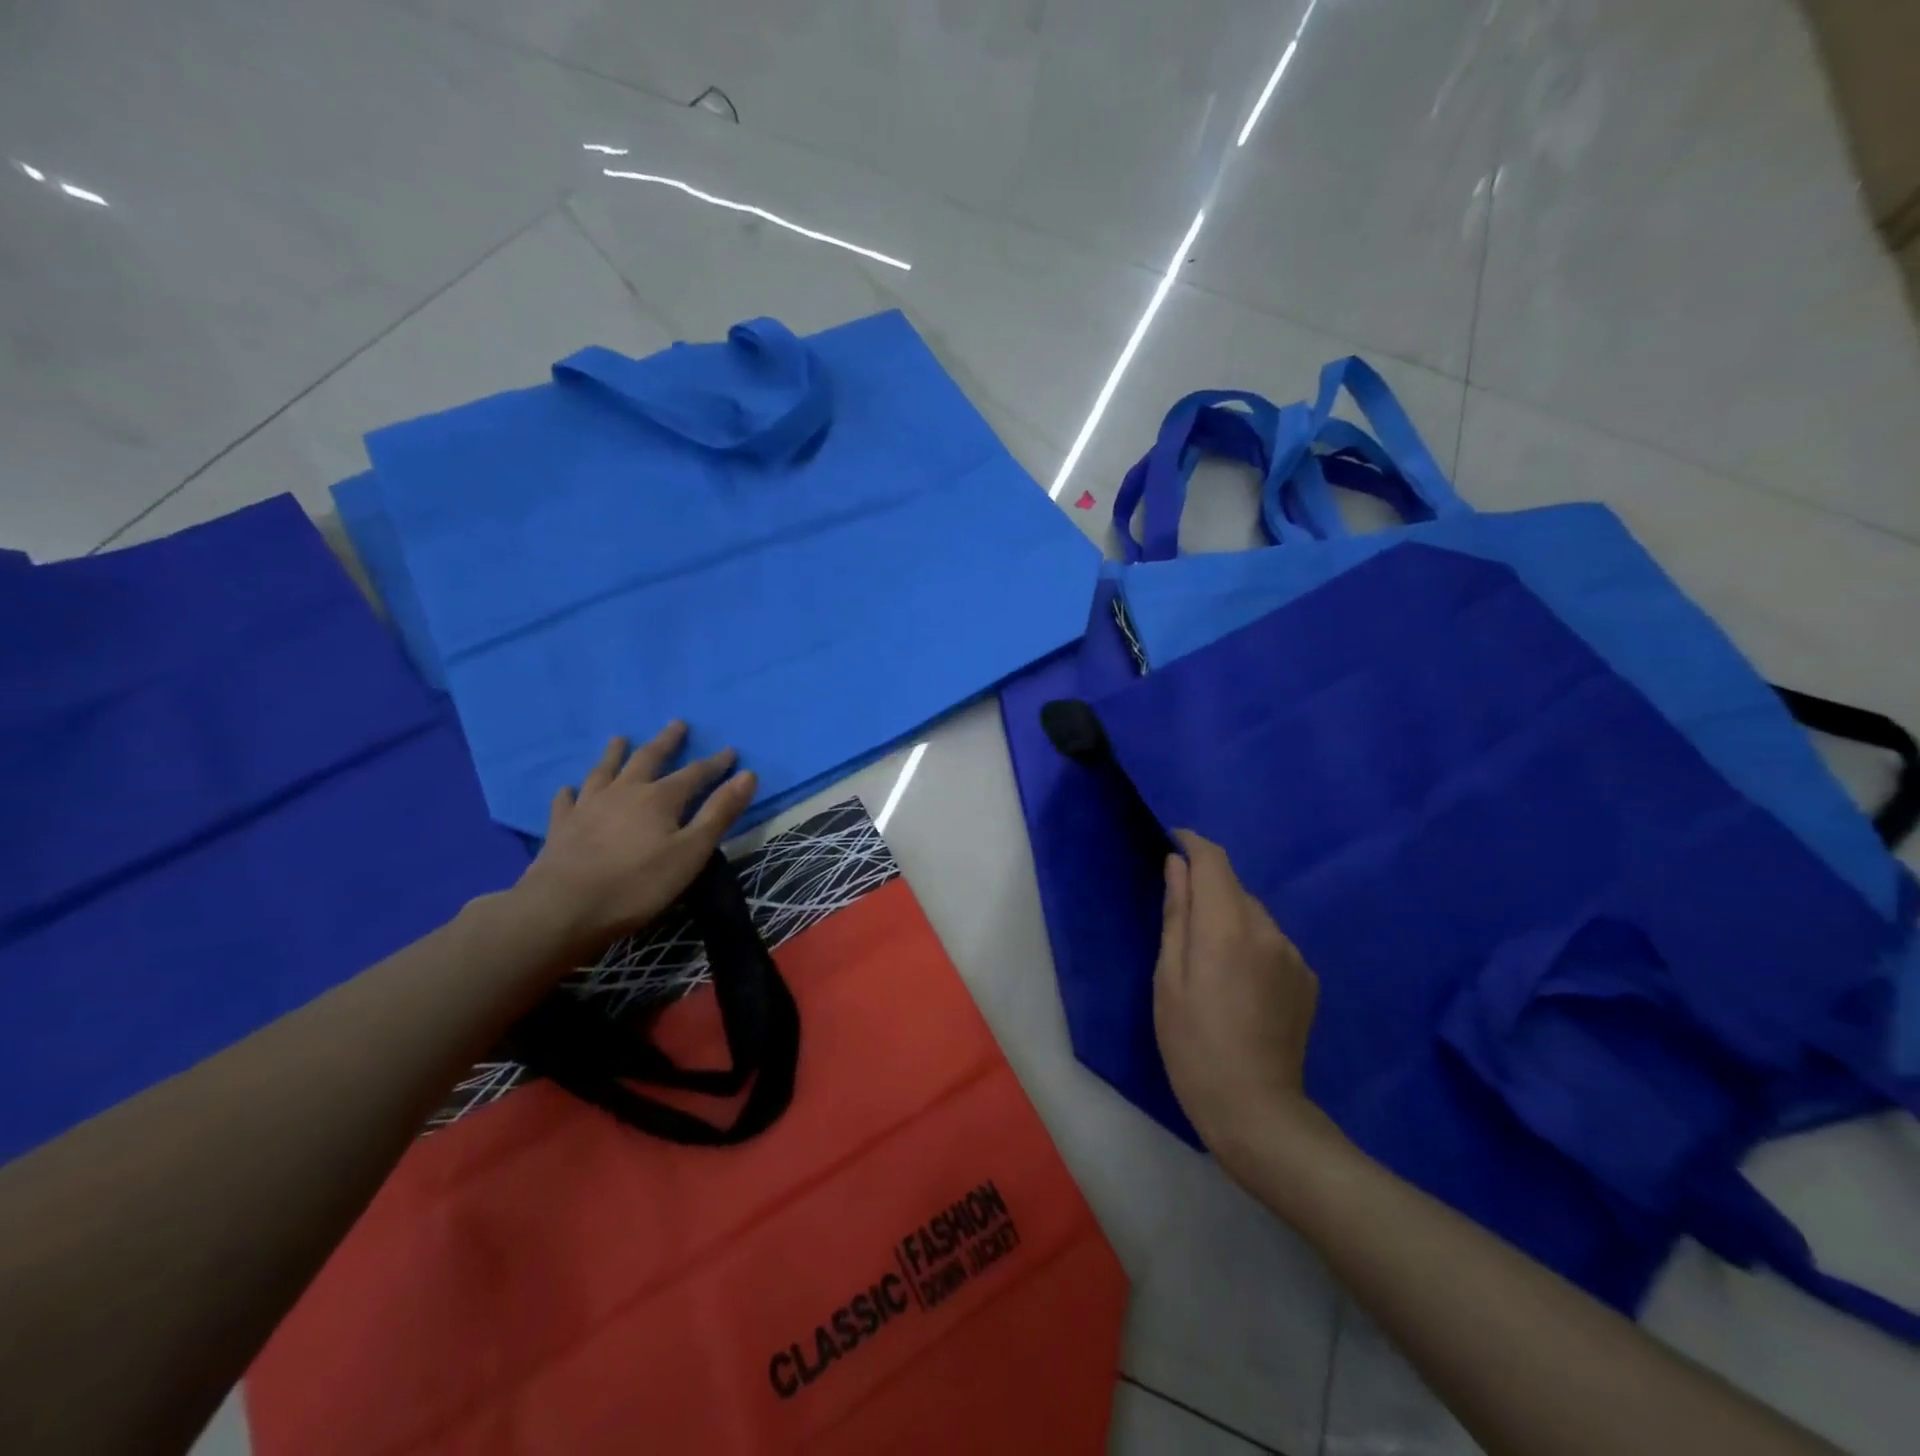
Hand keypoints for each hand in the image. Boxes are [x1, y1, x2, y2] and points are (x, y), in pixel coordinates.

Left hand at [511, 722, 757, 959]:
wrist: (563, 908)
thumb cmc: (638, 884)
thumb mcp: (691, 852)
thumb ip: (719, 813)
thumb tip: (747, 774)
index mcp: (660, 798)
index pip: (695, 773)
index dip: (715, 763)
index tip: (730, 750)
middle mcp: (624, 792)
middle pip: (647, 759)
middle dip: (666, 742)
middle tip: (676, 724)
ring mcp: (588, 807)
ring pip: (604, 771)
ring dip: (615, 753)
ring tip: (619, 739)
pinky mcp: (561, 827)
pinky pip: (567, 801)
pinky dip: (571, 791)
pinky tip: (569, 789)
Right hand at [1153, 829, 1327, 1175]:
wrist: (1256, 1108)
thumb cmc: (1193, 1043)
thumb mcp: (1168, 978)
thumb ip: (1177, 914)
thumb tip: (1177, 866)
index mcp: (1227, 927)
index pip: (1214, 861)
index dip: (1193, 844)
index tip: (1173, 842)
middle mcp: (1268, 930)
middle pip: (1234, 887)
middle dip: (1207, 889)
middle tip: (1180, 923)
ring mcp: (1294, 954)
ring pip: (1254, 914)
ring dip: (1229, 918)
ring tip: (1208, 960)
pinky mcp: (1307, 978)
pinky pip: (1271, 942)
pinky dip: (1250, 944)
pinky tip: (1237, 983)